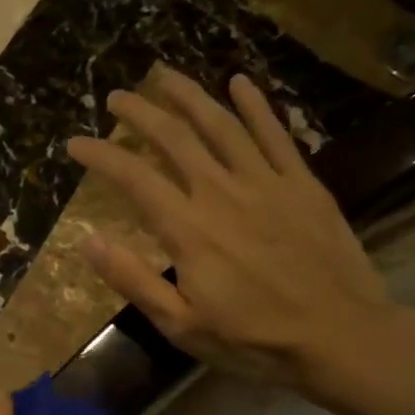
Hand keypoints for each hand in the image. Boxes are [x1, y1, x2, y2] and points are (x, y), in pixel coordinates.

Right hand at [67, 65, 414, 414]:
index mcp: (189, 230)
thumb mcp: (182, 325)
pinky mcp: (302, 184)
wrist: (339, 334)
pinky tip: (239, 82)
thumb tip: (88, 242)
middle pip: (175, 138)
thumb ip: (134, 280)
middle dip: (140, 113)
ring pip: (222, 125)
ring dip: (189, 96)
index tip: (74, 143)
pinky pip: (275, 134)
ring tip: (164, 75)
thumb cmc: (253, 339)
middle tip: (117, 97)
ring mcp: (267, 182)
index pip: (134, 178)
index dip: (100, 156)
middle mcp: (223, 193)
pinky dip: (255, 105)